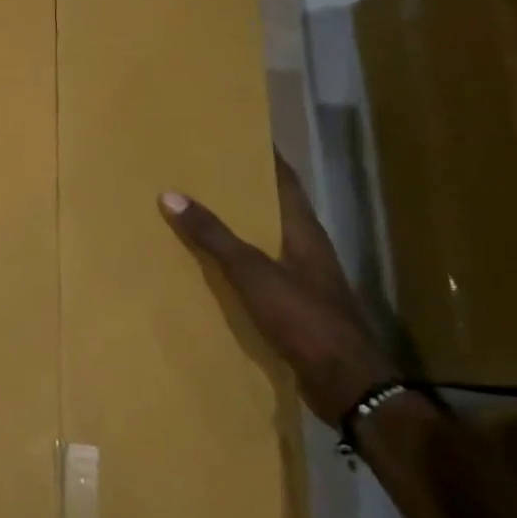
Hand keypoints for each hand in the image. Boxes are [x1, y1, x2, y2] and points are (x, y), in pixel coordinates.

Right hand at [159, 152, 388, 427]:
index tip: (239, 135)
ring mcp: (304, 282)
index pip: (286, 182)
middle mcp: (307, 251)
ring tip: (199, 216)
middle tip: (203, 174)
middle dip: (243, 192)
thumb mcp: (253, 274)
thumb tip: (171, 195)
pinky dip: (236, 265)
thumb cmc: (304, 319)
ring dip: (238, 230)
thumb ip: (214, 237)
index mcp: (305, 233)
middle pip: (274, 210)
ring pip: (265, 243)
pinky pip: (260, 275)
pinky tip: (212, 270)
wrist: (345, 382)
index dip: (266, 157)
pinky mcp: (295, 309)